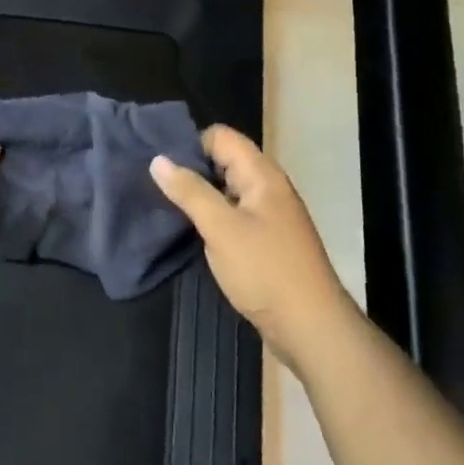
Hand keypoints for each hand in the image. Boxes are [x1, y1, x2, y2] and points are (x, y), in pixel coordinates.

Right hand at [150, 126, 357, 367]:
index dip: (190, 144)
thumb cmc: (265, 271)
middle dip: (190, 169)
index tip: (159, 165)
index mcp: (262, 175)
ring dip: (199, 196)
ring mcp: (268, 216)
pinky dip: (211, 218)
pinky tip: (188, 232)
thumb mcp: (221, 228)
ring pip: (226, 191)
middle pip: (224, 161)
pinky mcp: (265, 241)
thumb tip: (158, 159)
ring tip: (163, 206)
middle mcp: (267, 188)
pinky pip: (233, 216)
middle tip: (153, 185)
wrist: (310, 327)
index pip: (221, 137)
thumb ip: (190, 192)